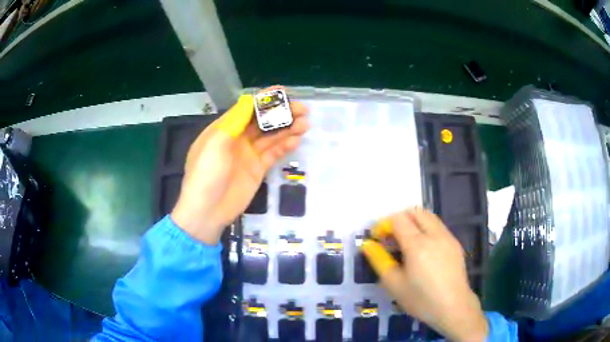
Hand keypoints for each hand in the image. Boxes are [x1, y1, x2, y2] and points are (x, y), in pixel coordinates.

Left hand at [171, 86, 308, 244]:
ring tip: (305, 124)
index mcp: (224, 129)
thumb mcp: (216, 144)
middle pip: (262, 122)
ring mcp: (248, 155)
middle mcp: (237, 139)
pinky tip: (296, 140)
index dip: (264, 99)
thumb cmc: (206, 174)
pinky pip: (273, 154)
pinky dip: (284, 146)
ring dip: (287, 129)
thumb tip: (250, 100)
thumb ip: (234, 121)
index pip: (246, 109)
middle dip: (281, 114)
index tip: (283, 92)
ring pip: (270, 137)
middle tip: (302, 110)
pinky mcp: (257, 170)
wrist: (207, 211)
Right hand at [362, 208, 487, 341]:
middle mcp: (434, 234)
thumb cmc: (421, 299)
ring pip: (428, 216)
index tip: (377, 238)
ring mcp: (447, 237)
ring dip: (413, 221)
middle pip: (414, 211)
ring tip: (406, 242)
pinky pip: (438, 226)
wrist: (454, 307)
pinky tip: (423, 250)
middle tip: (391, 237)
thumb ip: (379, 261)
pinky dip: (426, 228)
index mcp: (417, 245)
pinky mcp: (455, 243)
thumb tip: (368, 244)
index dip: (383, 224)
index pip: (397, 219)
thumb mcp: (394, 284)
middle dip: (399, 219)